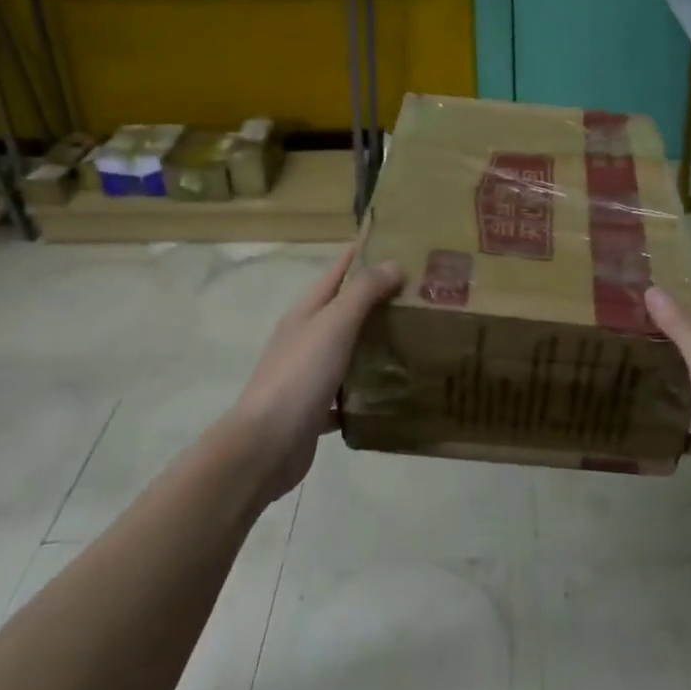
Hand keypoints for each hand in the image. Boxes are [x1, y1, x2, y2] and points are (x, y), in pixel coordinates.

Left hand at [227, 245, 403, 501]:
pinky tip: (395, 390)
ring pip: (349, 349)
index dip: (365, 253)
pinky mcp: (316, 408)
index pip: (339, 270)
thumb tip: (393, 263)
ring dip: (377, 341)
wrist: (266, 446)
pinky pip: (348, 390)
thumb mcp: (333, 325)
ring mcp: (309, 373)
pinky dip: (369, 387)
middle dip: (380, 298)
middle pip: (346, 309)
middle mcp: (306, 337)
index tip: (401, 243)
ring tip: (418, 336)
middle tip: (424, 293)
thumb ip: (362, 293)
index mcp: (307, 311)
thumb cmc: (299, 376)